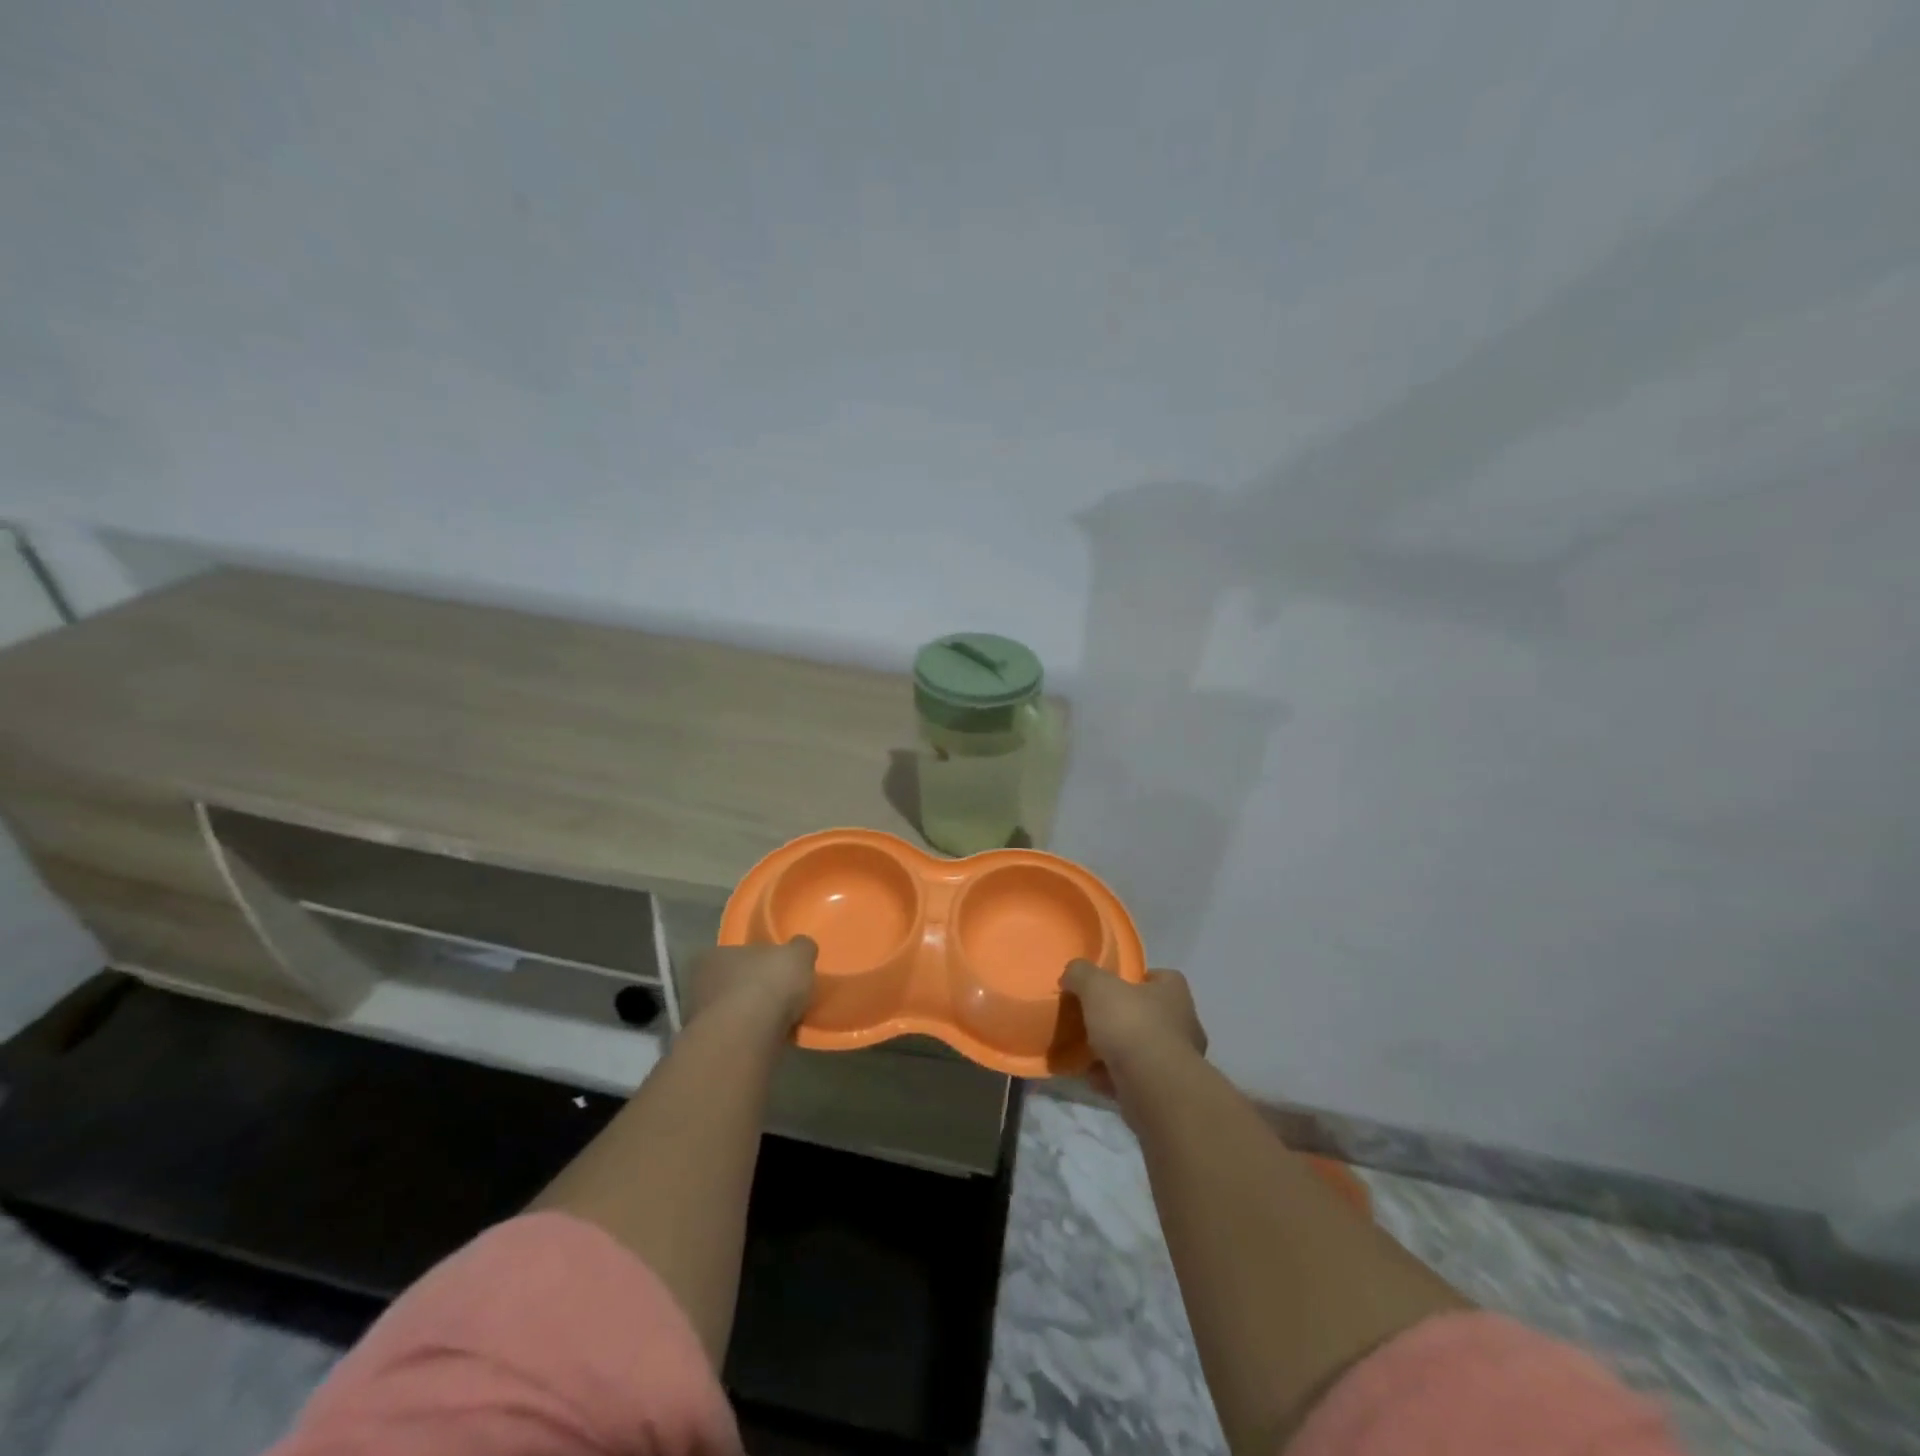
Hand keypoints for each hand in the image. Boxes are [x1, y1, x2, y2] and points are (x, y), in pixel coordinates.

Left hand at [687, 938, 817, 1031]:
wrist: (747, 1038)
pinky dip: (752, 1038)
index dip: (757, 960)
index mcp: (713, 956)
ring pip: (732, 1013)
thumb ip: (801, 948)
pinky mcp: (709, 1050)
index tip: (776, 968)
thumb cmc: (768, 984)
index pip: (735, 953)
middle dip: (753, 989)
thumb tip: (801, 948)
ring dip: (752, 1017)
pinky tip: (772, 1040)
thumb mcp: (798, 954)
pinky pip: (736, 1038)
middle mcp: (698, 985)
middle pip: (732, 983)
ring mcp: (699, 1020)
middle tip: (780, 995)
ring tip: (781, 1021)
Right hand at [1060, 961, 1206, 1096]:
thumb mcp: (1097, 987)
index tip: (1112, 986)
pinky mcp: (1167, 1092)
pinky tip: (1094, 1079)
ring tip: (1088, 1053)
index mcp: (1174, 993)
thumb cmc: (1132, 1025)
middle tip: (1095, 1020)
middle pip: (1150, 1015)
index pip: (1162, 977)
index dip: (1137, 979)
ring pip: (1142, 1050)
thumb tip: (1071, 973)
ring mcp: (1178, 1062)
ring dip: (1118, 1052)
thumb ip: (1082, 974)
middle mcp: (1183, 1024)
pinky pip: (1136, 1079)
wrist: (1154, 1089)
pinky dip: (1116, 1079)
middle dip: (1124, 1019)